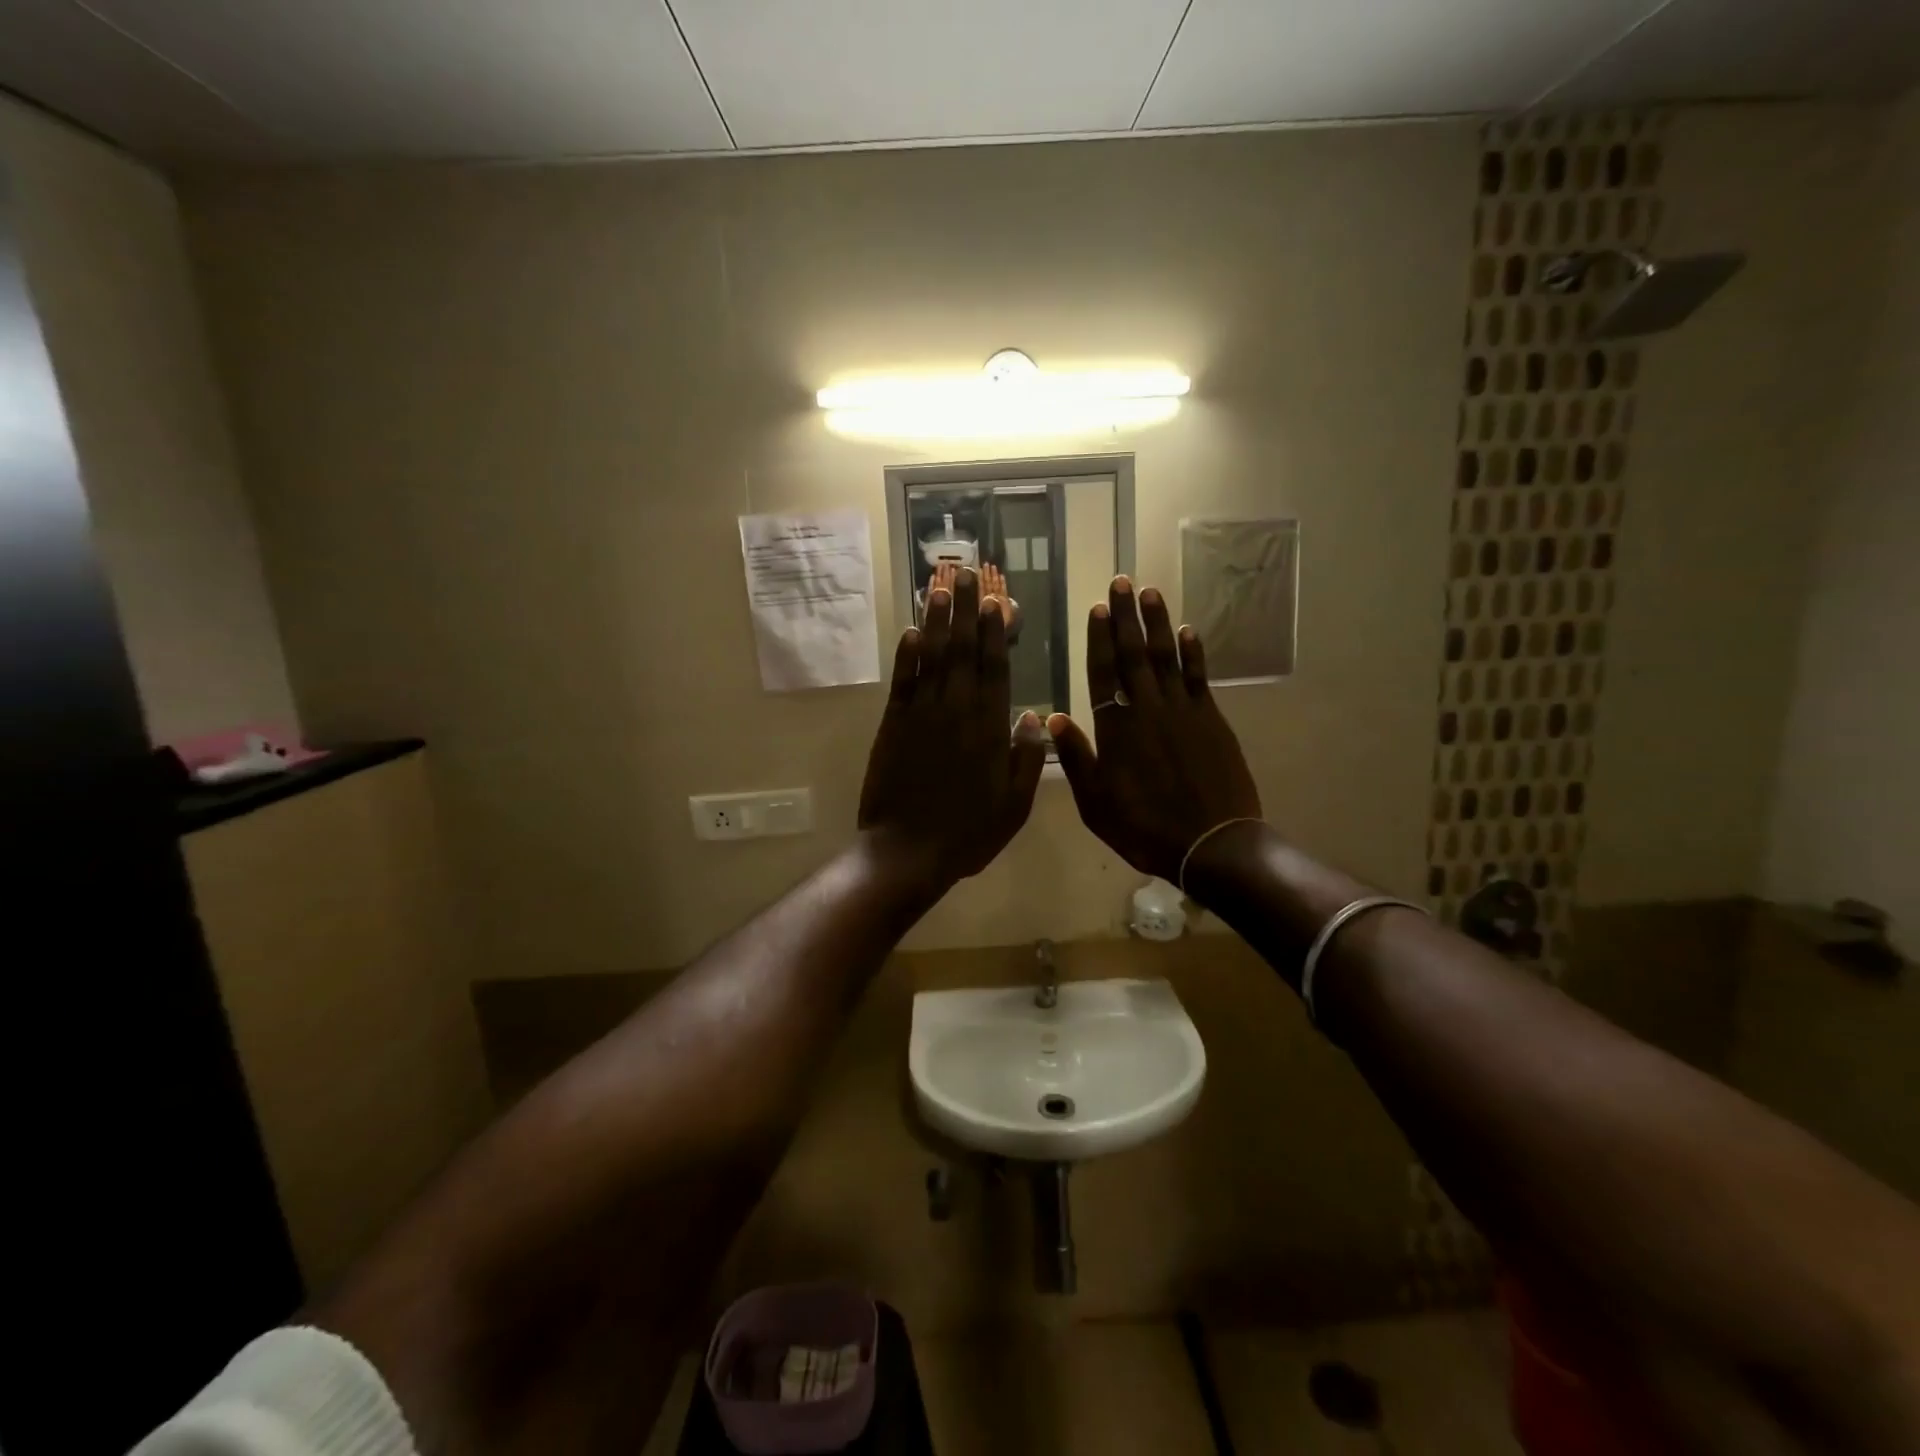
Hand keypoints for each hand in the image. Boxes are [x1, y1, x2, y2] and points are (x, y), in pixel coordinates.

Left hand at [860, 566, 1048, 892]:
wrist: (906, 852)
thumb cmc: (967, 833)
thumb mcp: (1014, 806)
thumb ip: (1026, 758)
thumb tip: (1034, 715)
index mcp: (989, 729)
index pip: (995, 669)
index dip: (996, 633)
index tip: (998, 601)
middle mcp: (957, 712)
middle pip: (963, 652)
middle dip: (967, 611)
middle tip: (968, 573)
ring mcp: (921, 715)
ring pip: (932, 658)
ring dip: (937, 621)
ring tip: (941, 587)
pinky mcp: (892, 725)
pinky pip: (902, 682)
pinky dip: (906, 656)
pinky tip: (910, 631)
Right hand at [1046, 576, 1261, 883]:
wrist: (1212, 843)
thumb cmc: (1146, 828)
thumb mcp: (1096, 804)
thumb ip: (1076, 759)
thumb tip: (1052, 719)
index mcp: (1116, 730)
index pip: (1102, 674)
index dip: (1098, 640)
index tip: (1095, 609)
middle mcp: (1148, 710)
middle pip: (1133, 655)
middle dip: (1125, 617)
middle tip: (1122, 582)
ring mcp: (1183, 711)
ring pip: (1166, 657)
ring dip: (1157, 623)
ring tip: (1150, 592)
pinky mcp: (1212, 720)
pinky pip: (1199, 677)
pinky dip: (1192, 652)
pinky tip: (1187, 631)